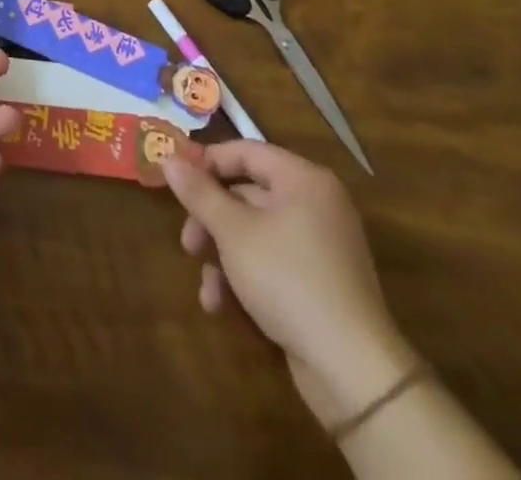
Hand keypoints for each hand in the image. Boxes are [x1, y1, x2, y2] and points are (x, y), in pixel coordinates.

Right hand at [164, 142, 416, 428]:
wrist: (352, 370)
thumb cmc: (287, 278)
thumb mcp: (233, 231)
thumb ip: (199, 191)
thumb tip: (168, 158)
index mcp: (302, 179)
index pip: (245, 151)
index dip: (207, 162)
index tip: (175, 181)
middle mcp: (315, 204)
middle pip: (248, 194)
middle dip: (211, 220)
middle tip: (188, 243)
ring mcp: (321, 246)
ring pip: (255, 233)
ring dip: (223, 256)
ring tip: (206, 286)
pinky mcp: (320, 284)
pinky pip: (273, 263)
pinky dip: (246, 277)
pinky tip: (223, 306)